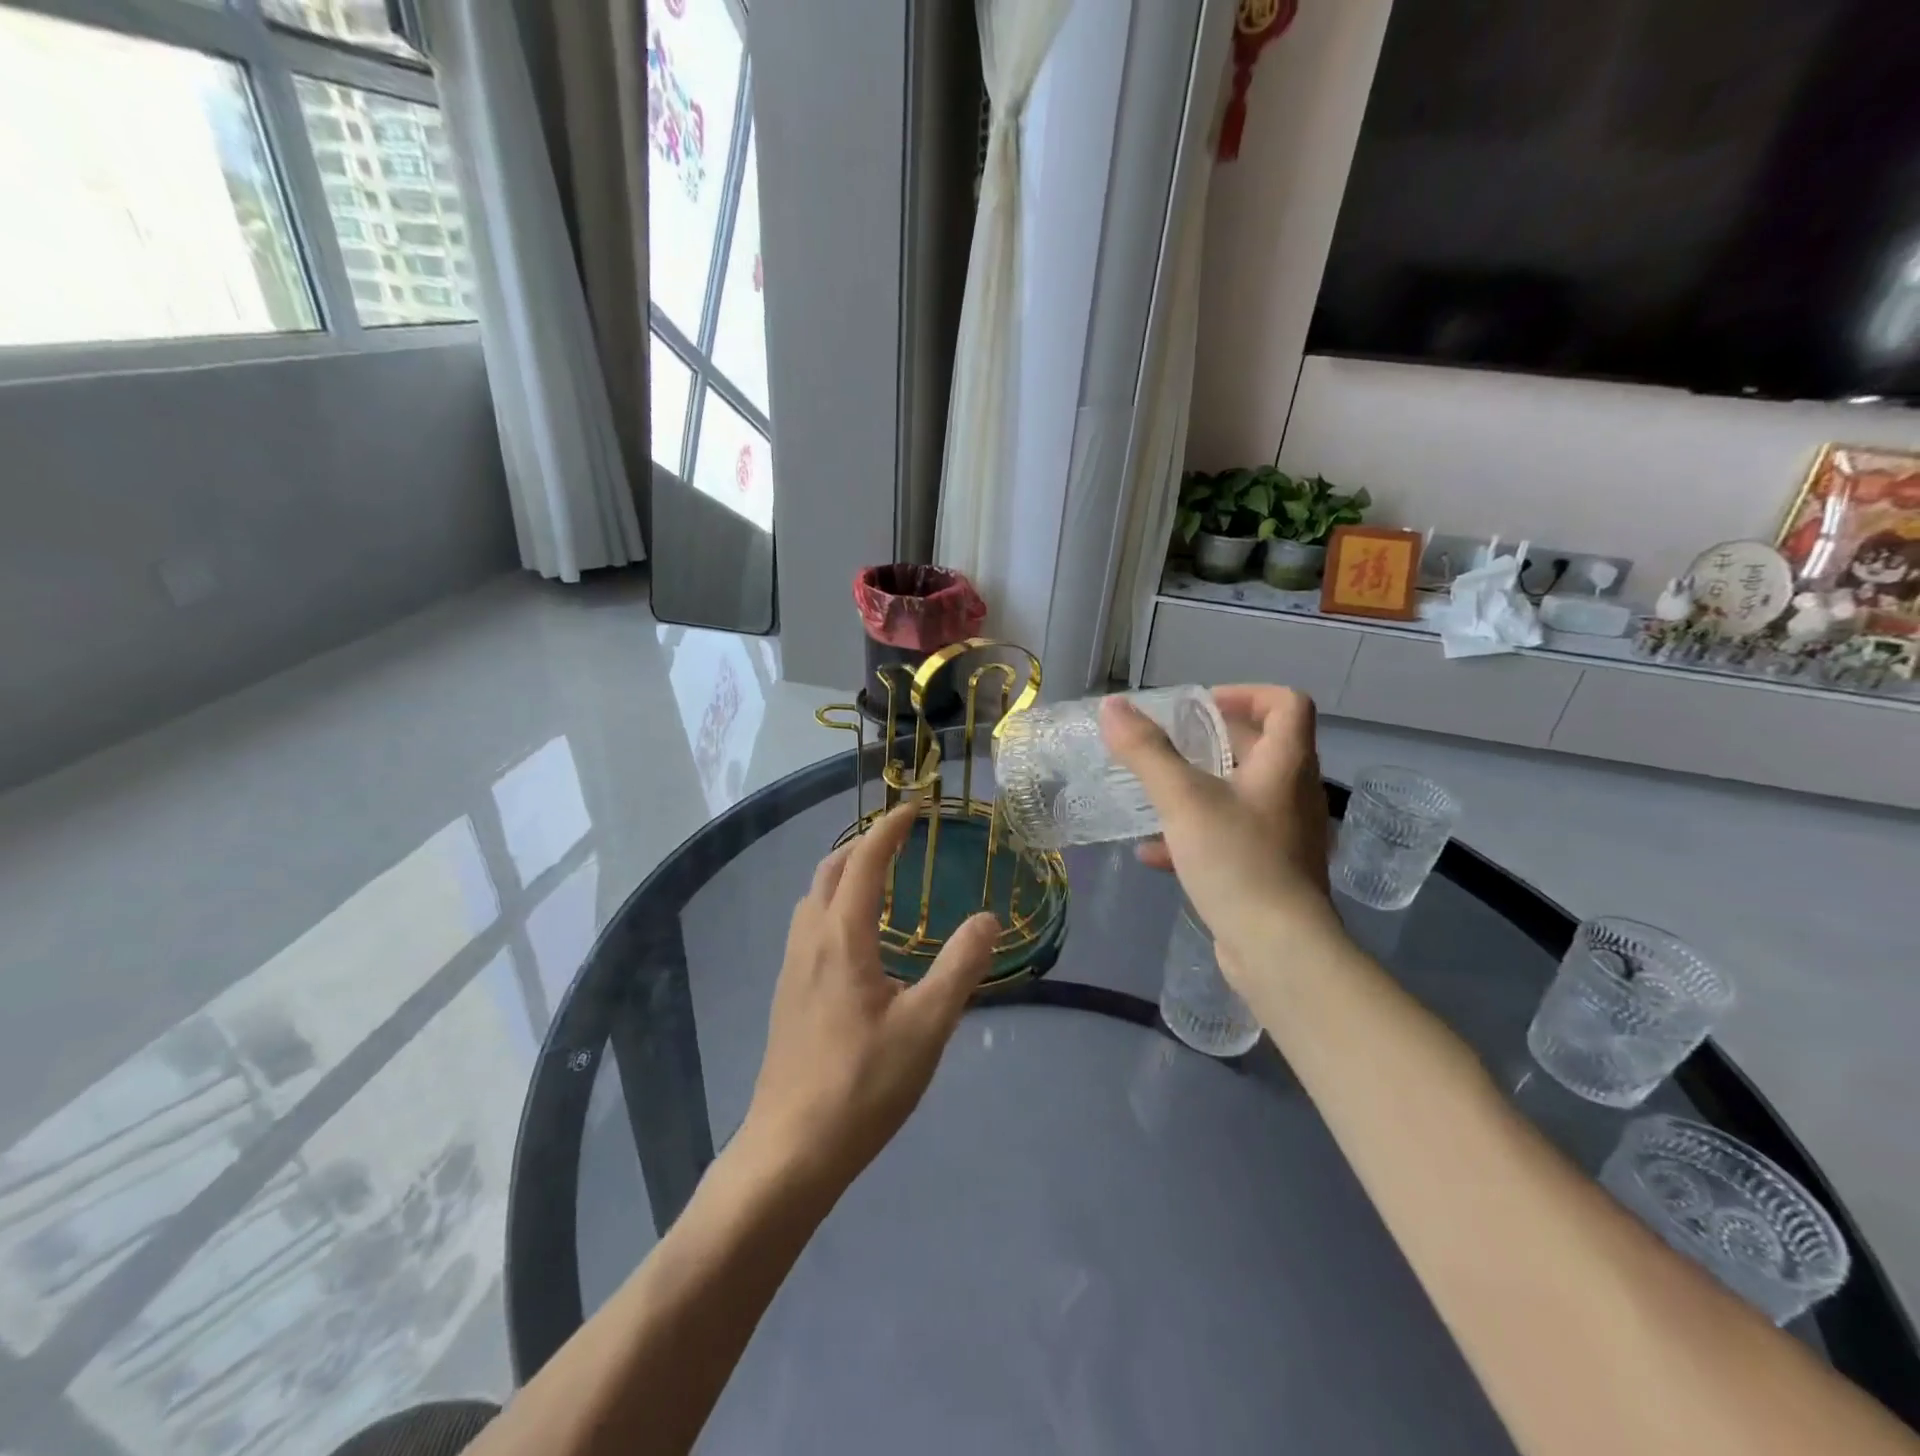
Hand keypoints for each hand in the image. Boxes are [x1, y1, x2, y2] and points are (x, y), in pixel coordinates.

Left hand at [738, 801, 999, 1195]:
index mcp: (843, 937)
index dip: (889, 828)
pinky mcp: (788, 994)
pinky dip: (834, 905)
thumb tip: (988, 918)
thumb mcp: (928, 1025)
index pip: (865, 861)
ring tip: (880, 880)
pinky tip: (858, 940)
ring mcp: (792, 968)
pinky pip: (809, 925)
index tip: (915, 808)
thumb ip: (961, 966)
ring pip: (814, 898)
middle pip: (831, 870)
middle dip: (864, 844)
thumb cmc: (863, 1083)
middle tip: (900, 839)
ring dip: (844, 873)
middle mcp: (810, 940)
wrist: (790, 1150)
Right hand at [1099, 685, 1339, 978]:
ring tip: (1155, 793)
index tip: (1200, 706)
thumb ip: (1146, 751)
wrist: (1278, 950)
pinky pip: (1230, 837)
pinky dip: (1194, 834)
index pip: (1287, 703)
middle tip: (1167, 745)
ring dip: (1198, 788)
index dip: (1246, 693)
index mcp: (1286, 764)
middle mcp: (1292, 793)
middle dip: (1211, 741)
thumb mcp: (1182, 799)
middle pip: (1260, 747)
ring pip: (1240, 795)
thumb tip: (1112, 706)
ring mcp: (1284, 835)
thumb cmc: (1237, 860)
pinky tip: (1153, 852)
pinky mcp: (1268, 871)